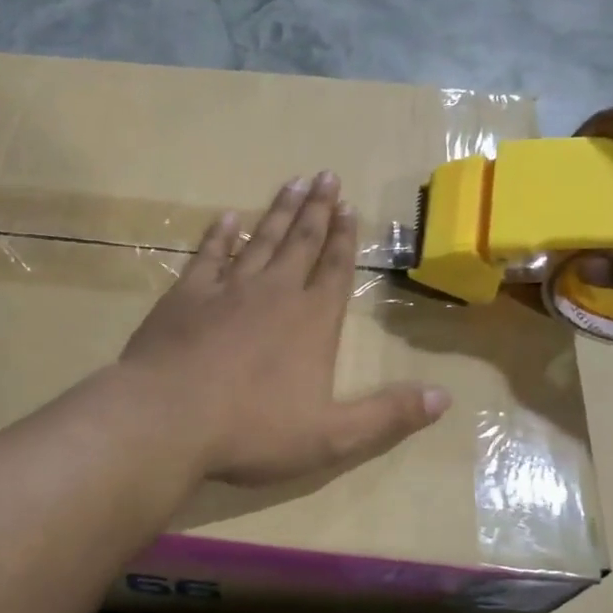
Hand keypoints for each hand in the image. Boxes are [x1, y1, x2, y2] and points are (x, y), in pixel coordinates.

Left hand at [122, 172, 450, 484]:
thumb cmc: (251, 430)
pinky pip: (208, 255)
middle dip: (317, 210)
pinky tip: (228, 218)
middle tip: (326, 175)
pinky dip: (220, 235)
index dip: (345, 239)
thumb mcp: (331, 437)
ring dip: (278, 212)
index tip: (350, 207)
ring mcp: (226, 290)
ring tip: (293, 182)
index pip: (336, 270)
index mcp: (311, 322)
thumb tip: (445, 398)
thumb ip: (387, 416)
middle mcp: (274, 293)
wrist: (167, 418)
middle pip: (301, 242)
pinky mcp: (185, 296)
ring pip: (261, 240)